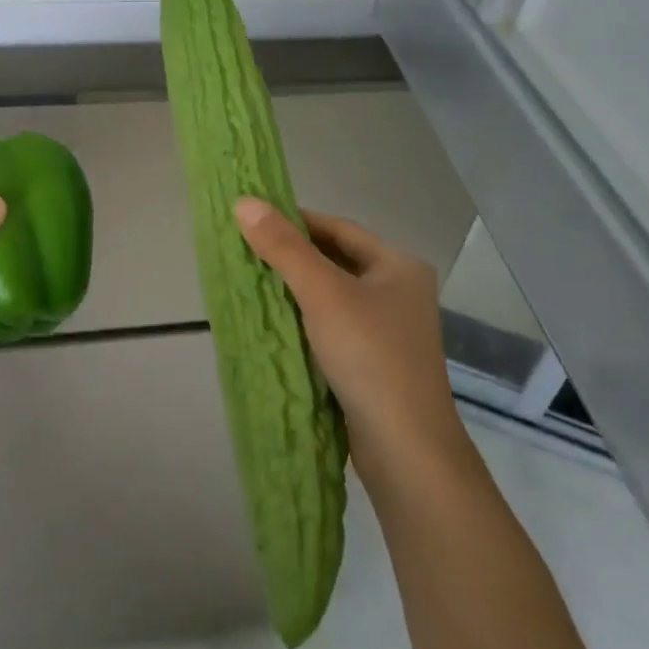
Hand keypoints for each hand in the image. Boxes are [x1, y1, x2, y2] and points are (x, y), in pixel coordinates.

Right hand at [234, 198, 466, 478]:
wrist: (405, 448)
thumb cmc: (369, 355)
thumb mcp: (322, 293)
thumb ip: (283, 247)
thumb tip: (244, 201)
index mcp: (398, 265)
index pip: (338, 228)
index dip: (295, 221)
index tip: (253, 223)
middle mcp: (398, 292)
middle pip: (335, 260)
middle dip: (291, 257)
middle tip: (245, 254)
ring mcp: (388, 329)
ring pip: (331, 296)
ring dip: (294, 290)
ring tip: (251, 285)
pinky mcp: (374, 362)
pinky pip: (332, 326)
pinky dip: (304, 321)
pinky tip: (274, 324)